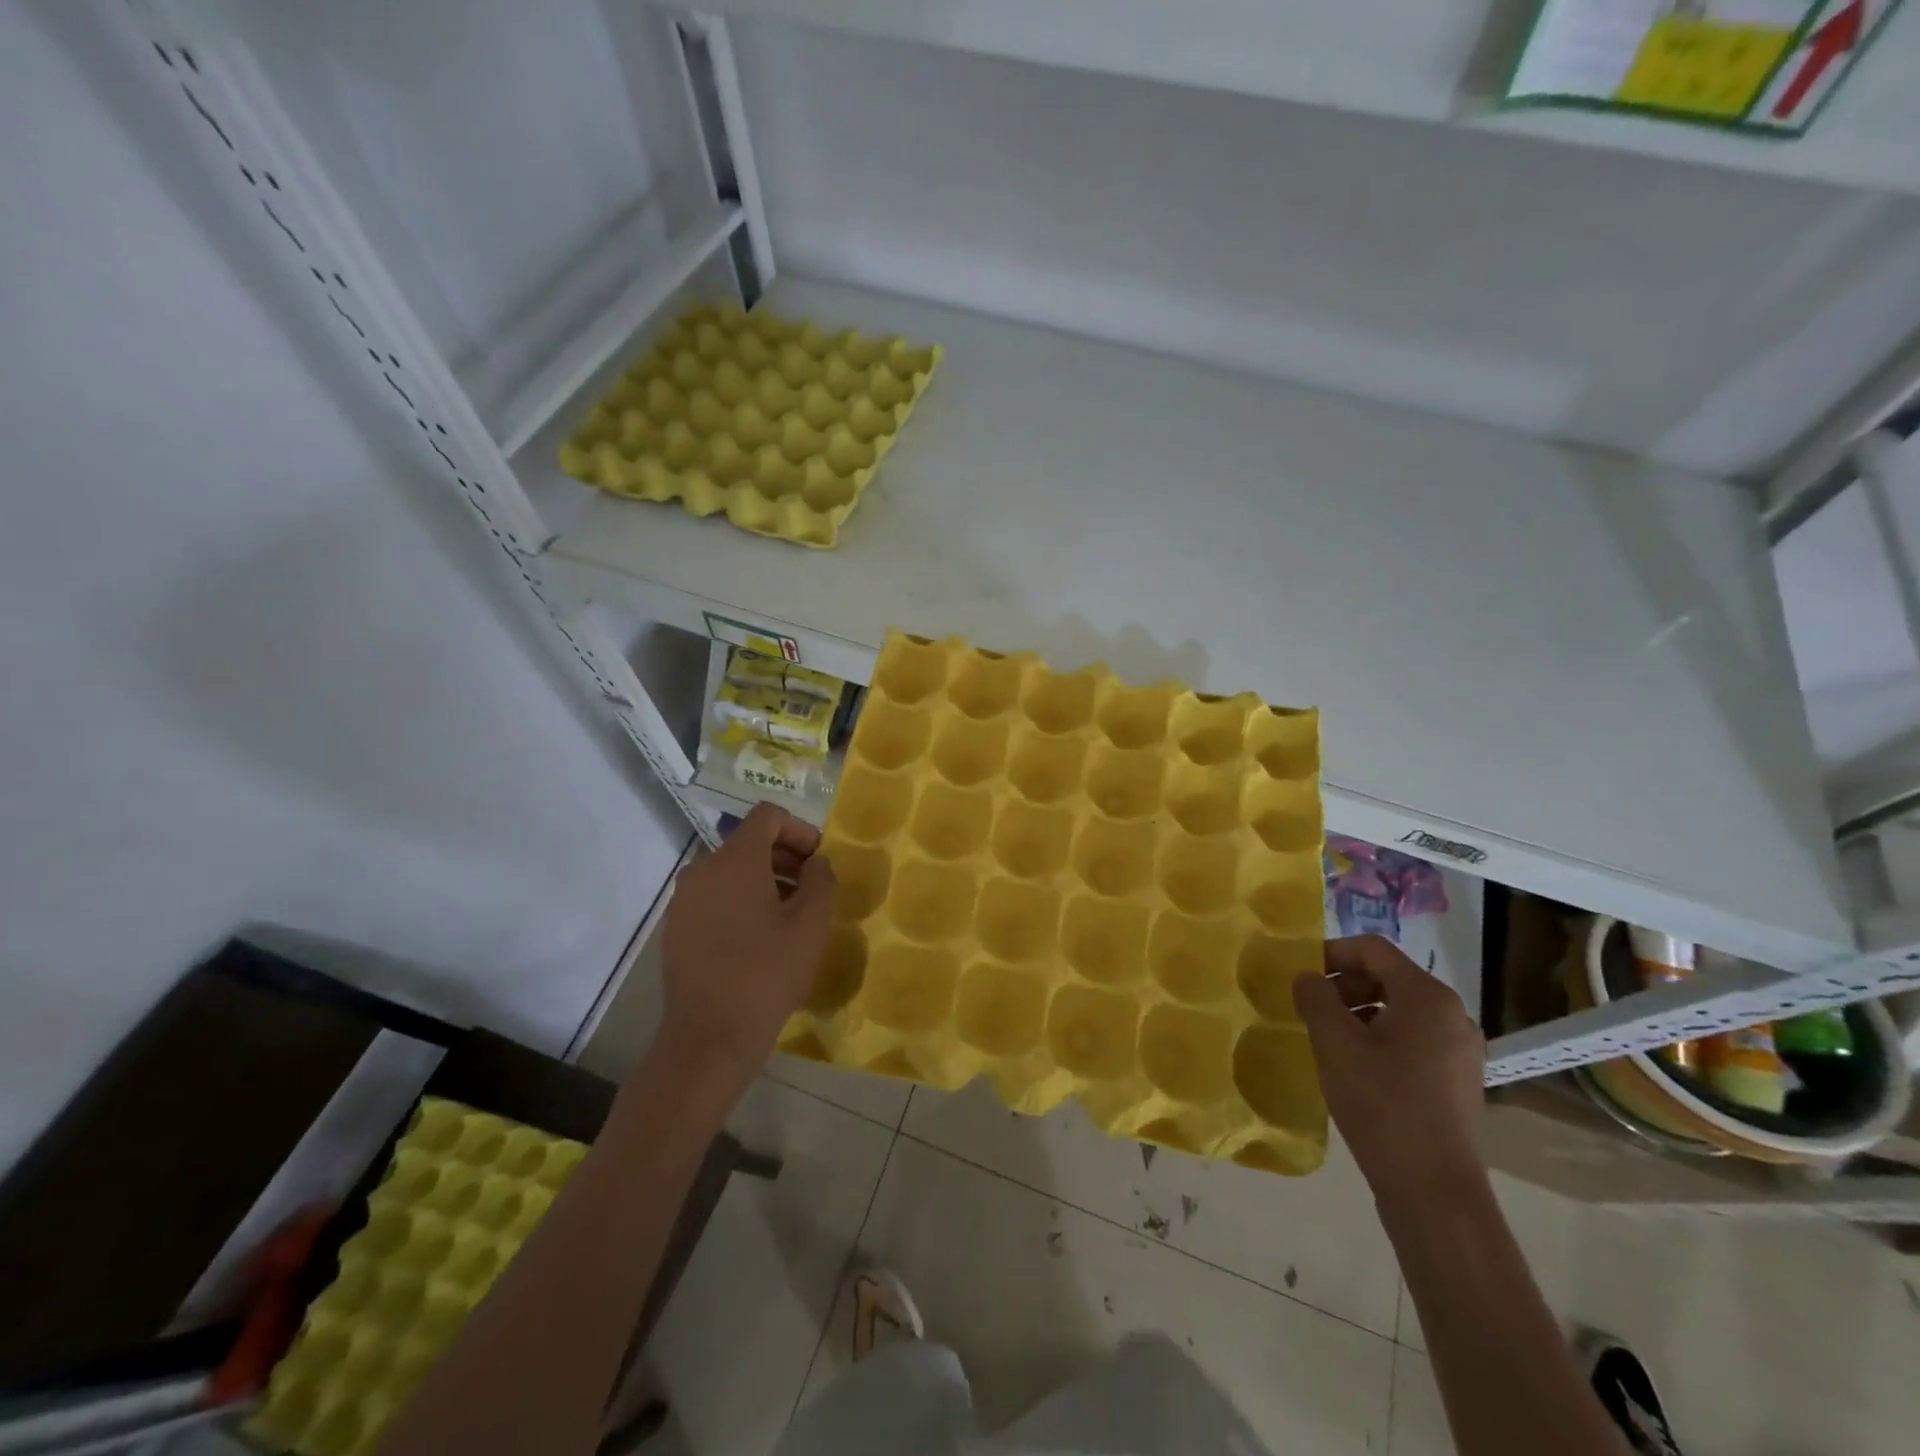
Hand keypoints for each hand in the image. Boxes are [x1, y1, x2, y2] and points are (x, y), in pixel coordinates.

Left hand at [654, 804, 835, 1102]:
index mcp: (735, 860)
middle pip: (748, 844)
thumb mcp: (810, 925)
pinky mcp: (675, 929)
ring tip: (790, 917)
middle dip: (785, 858)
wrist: (709, 1038)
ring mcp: (683, 901)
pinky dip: (740, 903)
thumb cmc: (766, 974)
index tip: (819, 860)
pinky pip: (714, 898)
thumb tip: (816, 863)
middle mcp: (702, 870)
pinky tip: (759, 939)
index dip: (800, 829)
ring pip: (730, 873)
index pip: (768, 817)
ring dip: (765, 882)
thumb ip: (820, 880)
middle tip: (813, 889)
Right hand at [1293, 935, 1486, 1199]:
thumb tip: (1307, 978)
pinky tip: (1356, 1067)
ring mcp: (1460, 1050)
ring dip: (1358, 1012)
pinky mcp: (1458, 1080)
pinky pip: (1412, 1038)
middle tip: (1310, 1008)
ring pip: (1399, 1009)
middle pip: (1388, 977)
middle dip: (1344, 984)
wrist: (1434, 1190)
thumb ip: (1315, 998)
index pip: (1373, 949)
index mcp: (1428, 997)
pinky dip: (1379, 1038)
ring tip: (1328, 1038)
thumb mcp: (1335, 1043)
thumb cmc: (1382, 1104)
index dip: (1331, 953)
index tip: (1300, 976)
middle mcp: (1453, 1015)